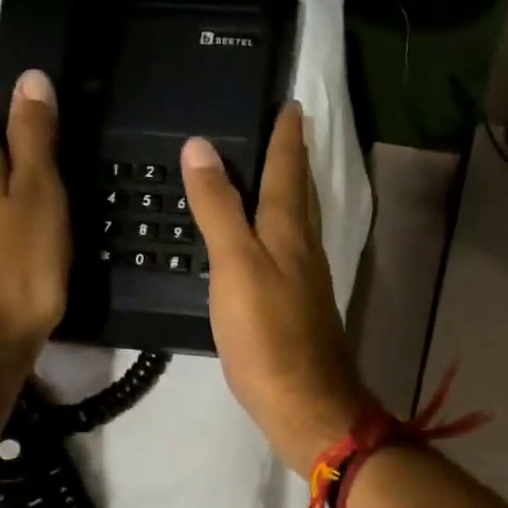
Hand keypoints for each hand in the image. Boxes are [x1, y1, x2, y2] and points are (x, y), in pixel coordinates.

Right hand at [182, 104, 373, 472]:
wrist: (304, 404)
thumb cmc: (267, 335)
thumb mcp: (235, 266)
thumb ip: (219, 209)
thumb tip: (201, 148)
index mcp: (289, 232)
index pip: (288, 170)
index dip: (286, 136)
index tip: (291, 103)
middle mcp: (304, 250)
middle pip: (300, 194)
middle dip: (294, 160)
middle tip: (286, 130)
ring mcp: (306, 282)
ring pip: (298, 224)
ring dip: (289, 194)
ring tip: (273, 175)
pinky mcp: (299, 310)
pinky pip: (290, 255)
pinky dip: (278, 234)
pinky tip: (266, 243)